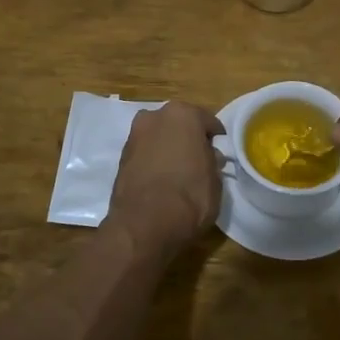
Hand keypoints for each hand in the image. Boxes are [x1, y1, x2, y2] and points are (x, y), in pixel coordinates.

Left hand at [104, 101, 224, 252]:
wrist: (144, 225)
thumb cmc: (189, 197)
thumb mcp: (215, 180)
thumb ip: (212, 161)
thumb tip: (209, 156)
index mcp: (183, 114)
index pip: (207, 121)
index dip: (215, 139)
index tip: (219, 153)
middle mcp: (155, 116)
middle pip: (178, 124)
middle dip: (188, 139)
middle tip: (198, 160)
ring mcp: (134, 135)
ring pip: (159, 137)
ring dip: (168, 148)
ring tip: (178, 172)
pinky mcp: (120, 157)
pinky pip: (145, 154)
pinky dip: (153, 161)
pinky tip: (161, 180)